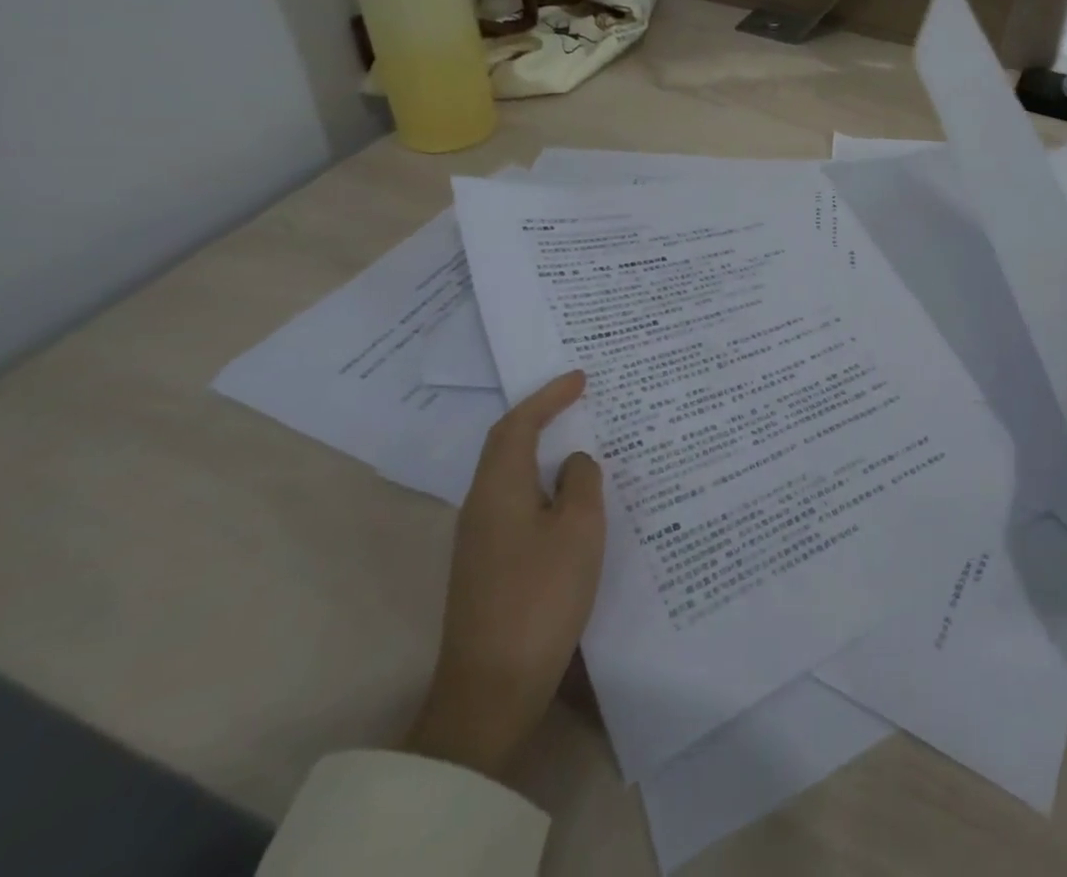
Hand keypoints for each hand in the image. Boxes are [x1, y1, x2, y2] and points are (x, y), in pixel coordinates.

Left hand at [405, 370, 604, 778]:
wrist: (491, 689)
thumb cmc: (540, 597)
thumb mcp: (579, 530)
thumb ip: (582, 483)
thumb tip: (574, 463)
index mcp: (498, 490)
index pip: (518, 425)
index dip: (548, 397)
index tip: (581, 377)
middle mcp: (481, 507)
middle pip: (508, 446)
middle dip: (542, 418)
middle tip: (581, 400)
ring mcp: (480, 541)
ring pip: (515, 477)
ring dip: (546, 454)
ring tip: (585, 443)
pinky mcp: (489, 568)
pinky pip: (520, 505)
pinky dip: (546, 487)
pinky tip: (573, 501)